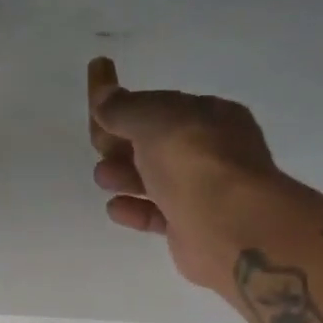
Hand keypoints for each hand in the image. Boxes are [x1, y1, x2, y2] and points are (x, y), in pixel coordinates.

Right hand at [87, 57, 285, 291]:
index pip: (160, 105)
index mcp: (210, 116)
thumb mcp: (154, 120)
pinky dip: (136, 210)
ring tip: (103, 178)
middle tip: (98, 147)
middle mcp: (210, 152)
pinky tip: (115, 208)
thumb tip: (102, 93)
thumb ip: (123, 107)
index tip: (94, 108)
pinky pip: (158, 215)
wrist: (228, 226)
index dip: (125, 106)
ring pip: (156, 180)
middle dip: (122, 143)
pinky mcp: (192, 229)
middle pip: (156, 144)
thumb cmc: (194, 162)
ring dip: (125, 175)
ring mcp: (203, 192)